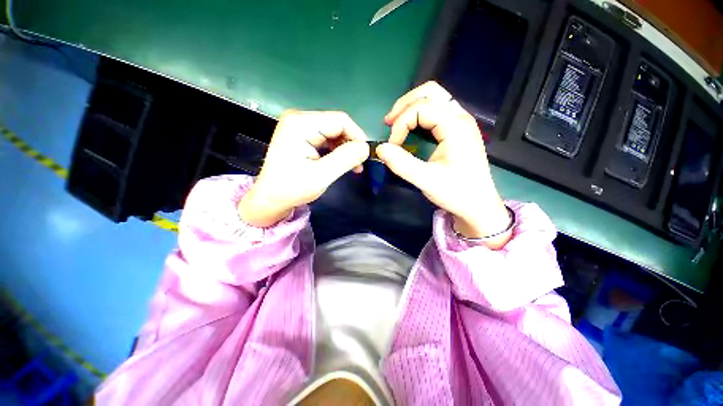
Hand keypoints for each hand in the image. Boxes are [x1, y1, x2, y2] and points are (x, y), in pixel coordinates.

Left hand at [239, 111, 369, 226]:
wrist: (270, 198)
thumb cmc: (292, 188)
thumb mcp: (322, 175)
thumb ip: (346, 159)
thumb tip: (366, 147)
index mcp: (301, 124)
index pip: (340, 120)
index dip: (357, 136)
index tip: (365, 156)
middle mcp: (299, 118)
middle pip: (337, 124)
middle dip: (351, 144)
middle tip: (358, 165)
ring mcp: (299, 126)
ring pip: (334, 131)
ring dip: (345, 148)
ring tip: (352, 167)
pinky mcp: (301, 134)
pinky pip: (326, 137)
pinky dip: (337, 150)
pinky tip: (341, 162)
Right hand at [378, 82, 510, 246]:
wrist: (478, 205)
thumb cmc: (456, 193)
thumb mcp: (426, 180)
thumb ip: (402, 164)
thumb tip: (380, 149)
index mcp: (456, 126)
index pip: (421, 108)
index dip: (401, 124)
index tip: (392, 146)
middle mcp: (460, 117)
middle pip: (430, 92)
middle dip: (404, 105)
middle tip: (388, 123)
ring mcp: (461, 122)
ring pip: (434, 98)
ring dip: (411, 107)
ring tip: (396, 124)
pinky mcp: (458, 130)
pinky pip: (437, 111)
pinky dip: (419, 115)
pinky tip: (411, 128)